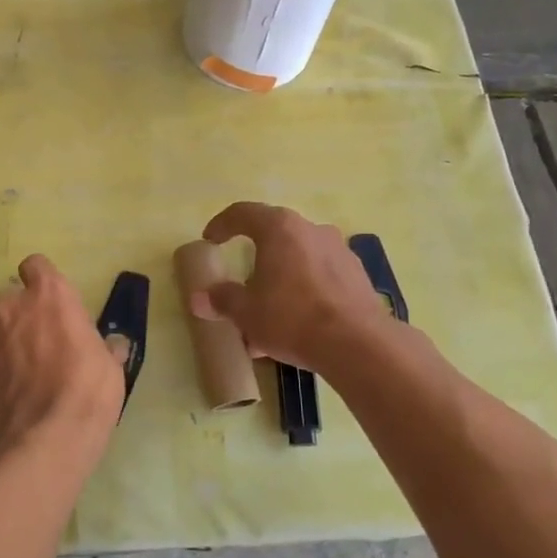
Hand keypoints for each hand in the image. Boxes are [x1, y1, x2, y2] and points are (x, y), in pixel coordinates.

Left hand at [0, 254, 124, 471]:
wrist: (47, 439)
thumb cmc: (89, 390)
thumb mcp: (111, 367)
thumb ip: (106, 348)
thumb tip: (114, 345)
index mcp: (51, 296)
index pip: (35, 265)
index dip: (41, 279)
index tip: (52, 299)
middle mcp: (14, 309)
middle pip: (3, 295)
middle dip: (14, 309)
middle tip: (35, 333)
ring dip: (3, 339)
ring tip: (22, 365)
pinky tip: (13, 390)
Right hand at [191, 203, 395, 371]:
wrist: (357, 344)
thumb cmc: (292, 317)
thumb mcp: (246, 312)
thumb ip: (221, 300)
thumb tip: (199, 298)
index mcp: (280, 229)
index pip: (243, 213)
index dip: (222, 224)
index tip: (210, 240)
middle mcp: (312, 230)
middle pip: (275, 236)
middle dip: (255, 259)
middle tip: (241, 283)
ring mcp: (339, 252)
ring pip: (299, 260)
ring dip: (281, 280)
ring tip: (268, 314)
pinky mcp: (357, 276)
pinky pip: (320, 278)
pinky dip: (304, 292)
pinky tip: (297, 324)